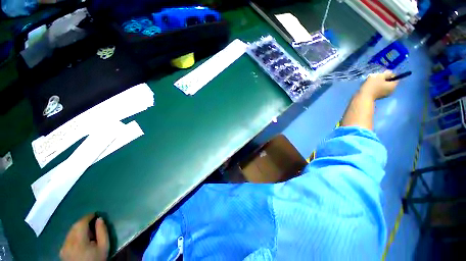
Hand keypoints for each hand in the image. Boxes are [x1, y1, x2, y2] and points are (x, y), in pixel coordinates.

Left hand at [60, 214, 108, 260]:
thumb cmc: (97, 259)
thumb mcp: (104, 246)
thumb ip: (102, 231)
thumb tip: (100, 219)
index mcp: (78, 241)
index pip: (81, 223)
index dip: (88, 216)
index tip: (95, 214)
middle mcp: (68, 242)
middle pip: (74, 227)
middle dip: (83, 222)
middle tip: (93, 222)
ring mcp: (63, 247)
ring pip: (70, 232)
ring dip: (78, 228)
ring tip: (88, 232)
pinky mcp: (61, 251)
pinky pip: (68, 238)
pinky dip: (74, 235)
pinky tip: (80, 240)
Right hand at [360, 70, 398, 99]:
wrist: (363, 97)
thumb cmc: (372, 86)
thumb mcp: (379, 76)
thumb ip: (386, 73)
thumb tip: (390, 72)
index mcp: (393, 85)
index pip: (395, 78)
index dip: (389, 74)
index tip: (382, 74)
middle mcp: (391, 90)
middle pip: (389, 82)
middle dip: (383, 79)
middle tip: (376, 78)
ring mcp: (384, 94)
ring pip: (383, 86)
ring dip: (379, 83)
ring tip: (371, 83)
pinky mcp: (378, 97)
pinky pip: (379, 90)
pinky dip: (375, 88)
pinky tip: (370, 87)